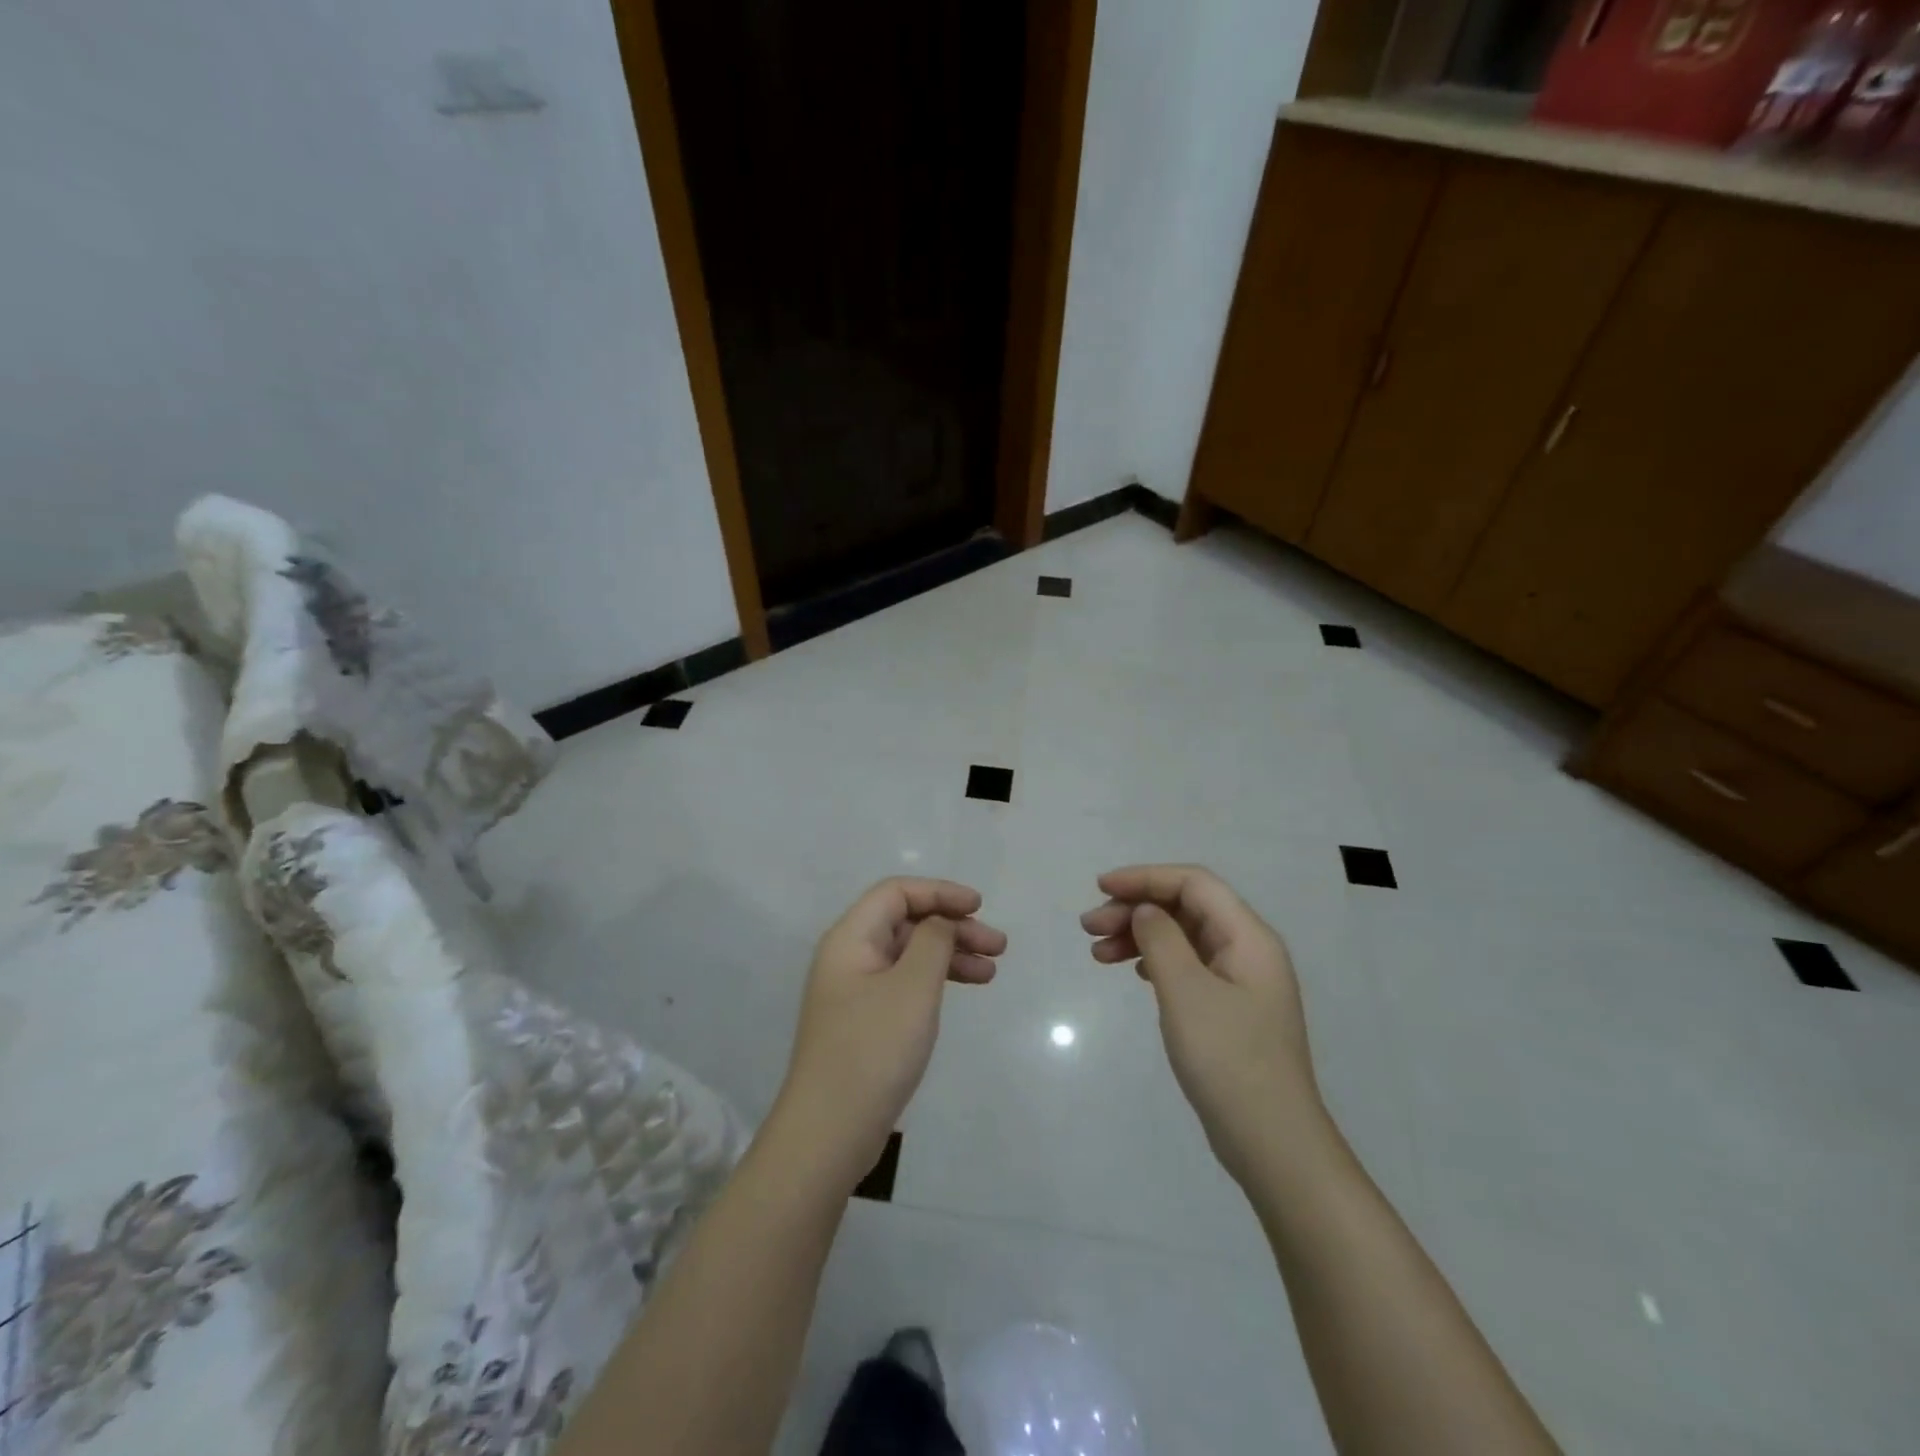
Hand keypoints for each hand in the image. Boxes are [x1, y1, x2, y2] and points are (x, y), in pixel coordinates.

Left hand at [774, 878, 1005, 1189]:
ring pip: (909, 955)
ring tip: (992, 971)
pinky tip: (963, 992)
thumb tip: (940, 922)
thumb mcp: (913, 987)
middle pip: (905, 922)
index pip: (896, 893)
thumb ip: (933, 942)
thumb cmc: (873, 1050)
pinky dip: (935, 982)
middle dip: (953, 927)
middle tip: (998, 945)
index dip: (939, 892)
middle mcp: (849, 957)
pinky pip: (904, 984)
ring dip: (950, 955)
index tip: (979, 906)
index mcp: (850, 938)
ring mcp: (854, 991)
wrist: (829, 1132)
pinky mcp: (864, 1021)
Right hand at [1081, 865, 1319, 1183]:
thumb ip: (1162, 940)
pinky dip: (1155, 961)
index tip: (1100, 888)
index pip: (1193, 883)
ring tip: (1098, 954)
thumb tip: (1146, 911)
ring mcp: (1241, 982)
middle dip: (1136, 909)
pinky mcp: (1230, 1009)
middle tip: (1088, 928)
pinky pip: (1188, 966)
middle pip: (1186, 908)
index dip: (1145, 878)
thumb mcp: (1186, 992)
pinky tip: (1133, 972)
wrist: (1272, 1143)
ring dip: (1140, 936)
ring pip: (1183, 937)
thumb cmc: (1229, 1060)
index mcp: (1248, 937)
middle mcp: (1248, 950)